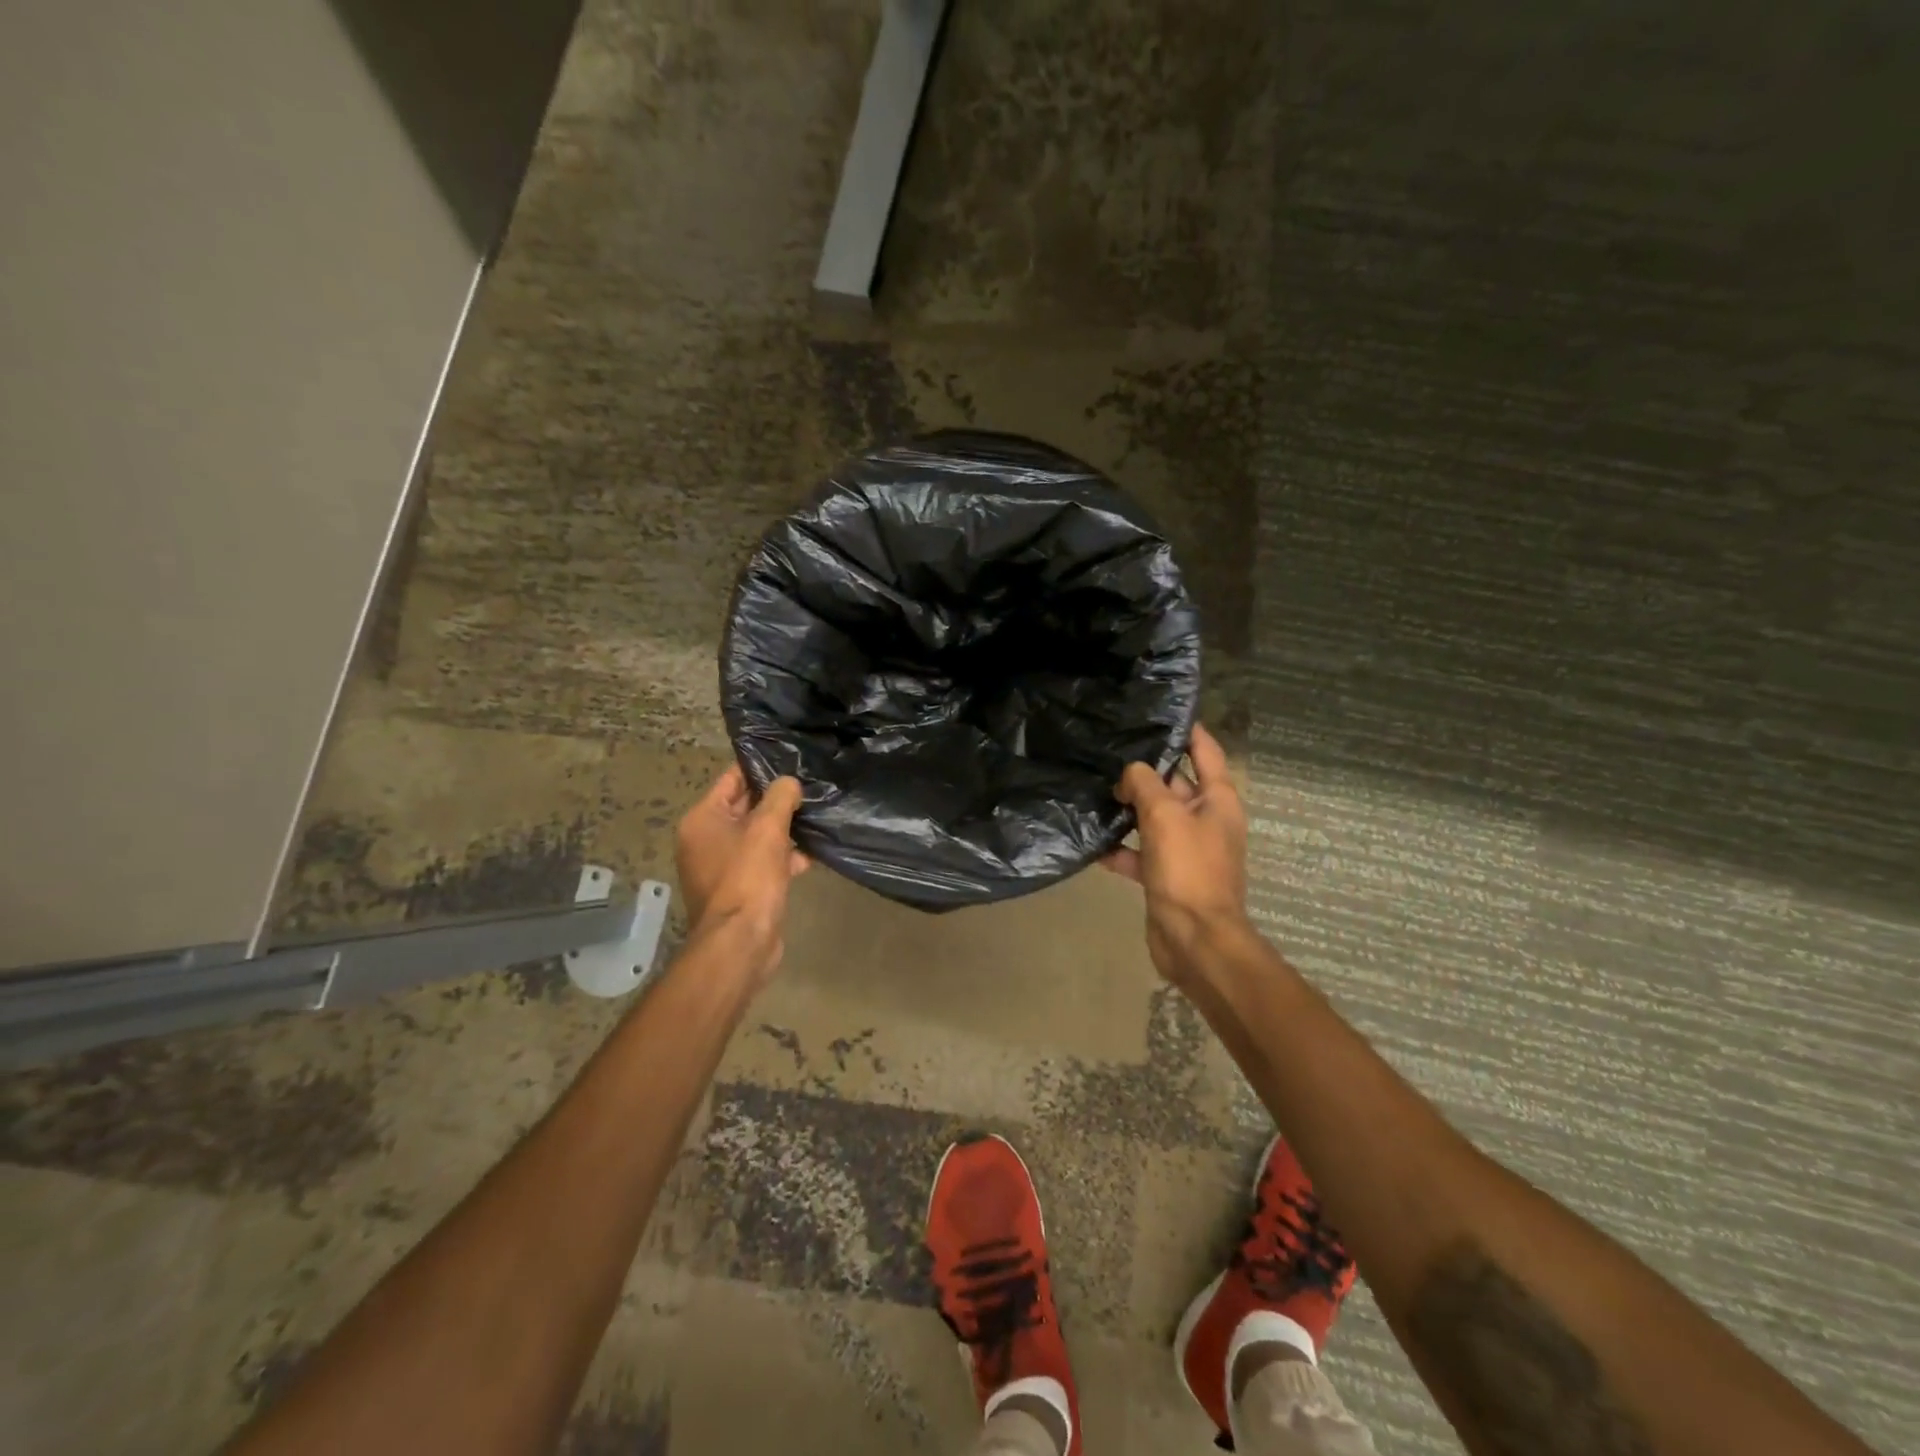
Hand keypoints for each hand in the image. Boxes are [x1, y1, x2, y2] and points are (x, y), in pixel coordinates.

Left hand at [675, 766, 810, 984]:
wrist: (741, 942)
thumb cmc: (748, 877)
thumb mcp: (768, 828)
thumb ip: (780, 797)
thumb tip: (789, 783)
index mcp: (702, 820)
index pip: (732, 779)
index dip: (760, 767)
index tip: (790, 758)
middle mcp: (706, 840)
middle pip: (745, 807)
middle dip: (777, 799)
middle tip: (810, 784)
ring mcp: (722, 866)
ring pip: (758, 836)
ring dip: (784, 829)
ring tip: (817, 816)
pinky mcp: (741, 888)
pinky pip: (763, 862)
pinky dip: (784, 857)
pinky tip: (812, 854)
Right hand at [1101, 723, 1250, 982]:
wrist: (1195, 940)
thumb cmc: (1187, 869)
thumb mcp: (1164, 816)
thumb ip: (1144, 784)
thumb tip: (1130, 774)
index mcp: (1217, 800)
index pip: (1205, 751)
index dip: (1187, 730)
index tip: (1160, 712)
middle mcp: (1205, 820)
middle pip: (1174, 784)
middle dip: (1145, 771)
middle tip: (1109, 752)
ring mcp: (1186, 849)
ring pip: (1154, 818)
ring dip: (1130, 809)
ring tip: (1096, 792)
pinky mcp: (1167, 875)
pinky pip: (1141, 853)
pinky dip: (1122, 849)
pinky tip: (1095, 845)